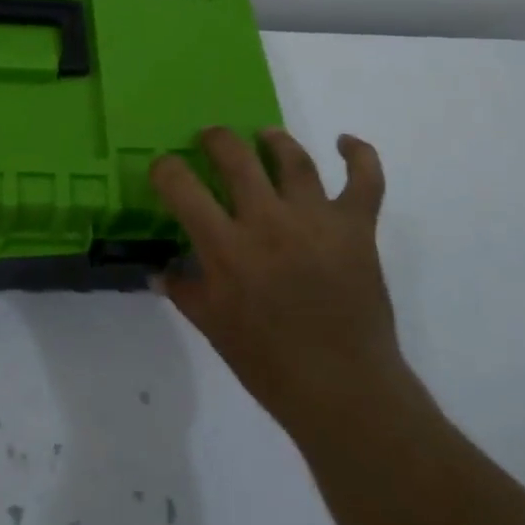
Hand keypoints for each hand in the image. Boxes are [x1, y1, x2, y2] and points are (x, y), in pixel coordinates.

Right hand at [151, 126, 413, 440]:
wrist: (343, 388)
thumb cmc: (269, 364)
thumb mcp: (213, 327)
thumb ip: (184, 290)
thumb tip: (160, 271)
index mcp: (226, 247)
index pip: (181, 186)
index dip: (166, 169)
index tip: (165, 169)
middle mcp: (268, 221)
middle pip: (236, 156)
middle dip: (216, 140)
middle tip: (211, 140)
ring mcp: (316, 219)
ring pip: (294, 159)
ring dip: (276, 140)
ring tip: (266, 136)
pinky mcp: (356, 227)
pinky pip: (364, 179)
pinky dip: (360, 155)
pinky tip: (346, 142)